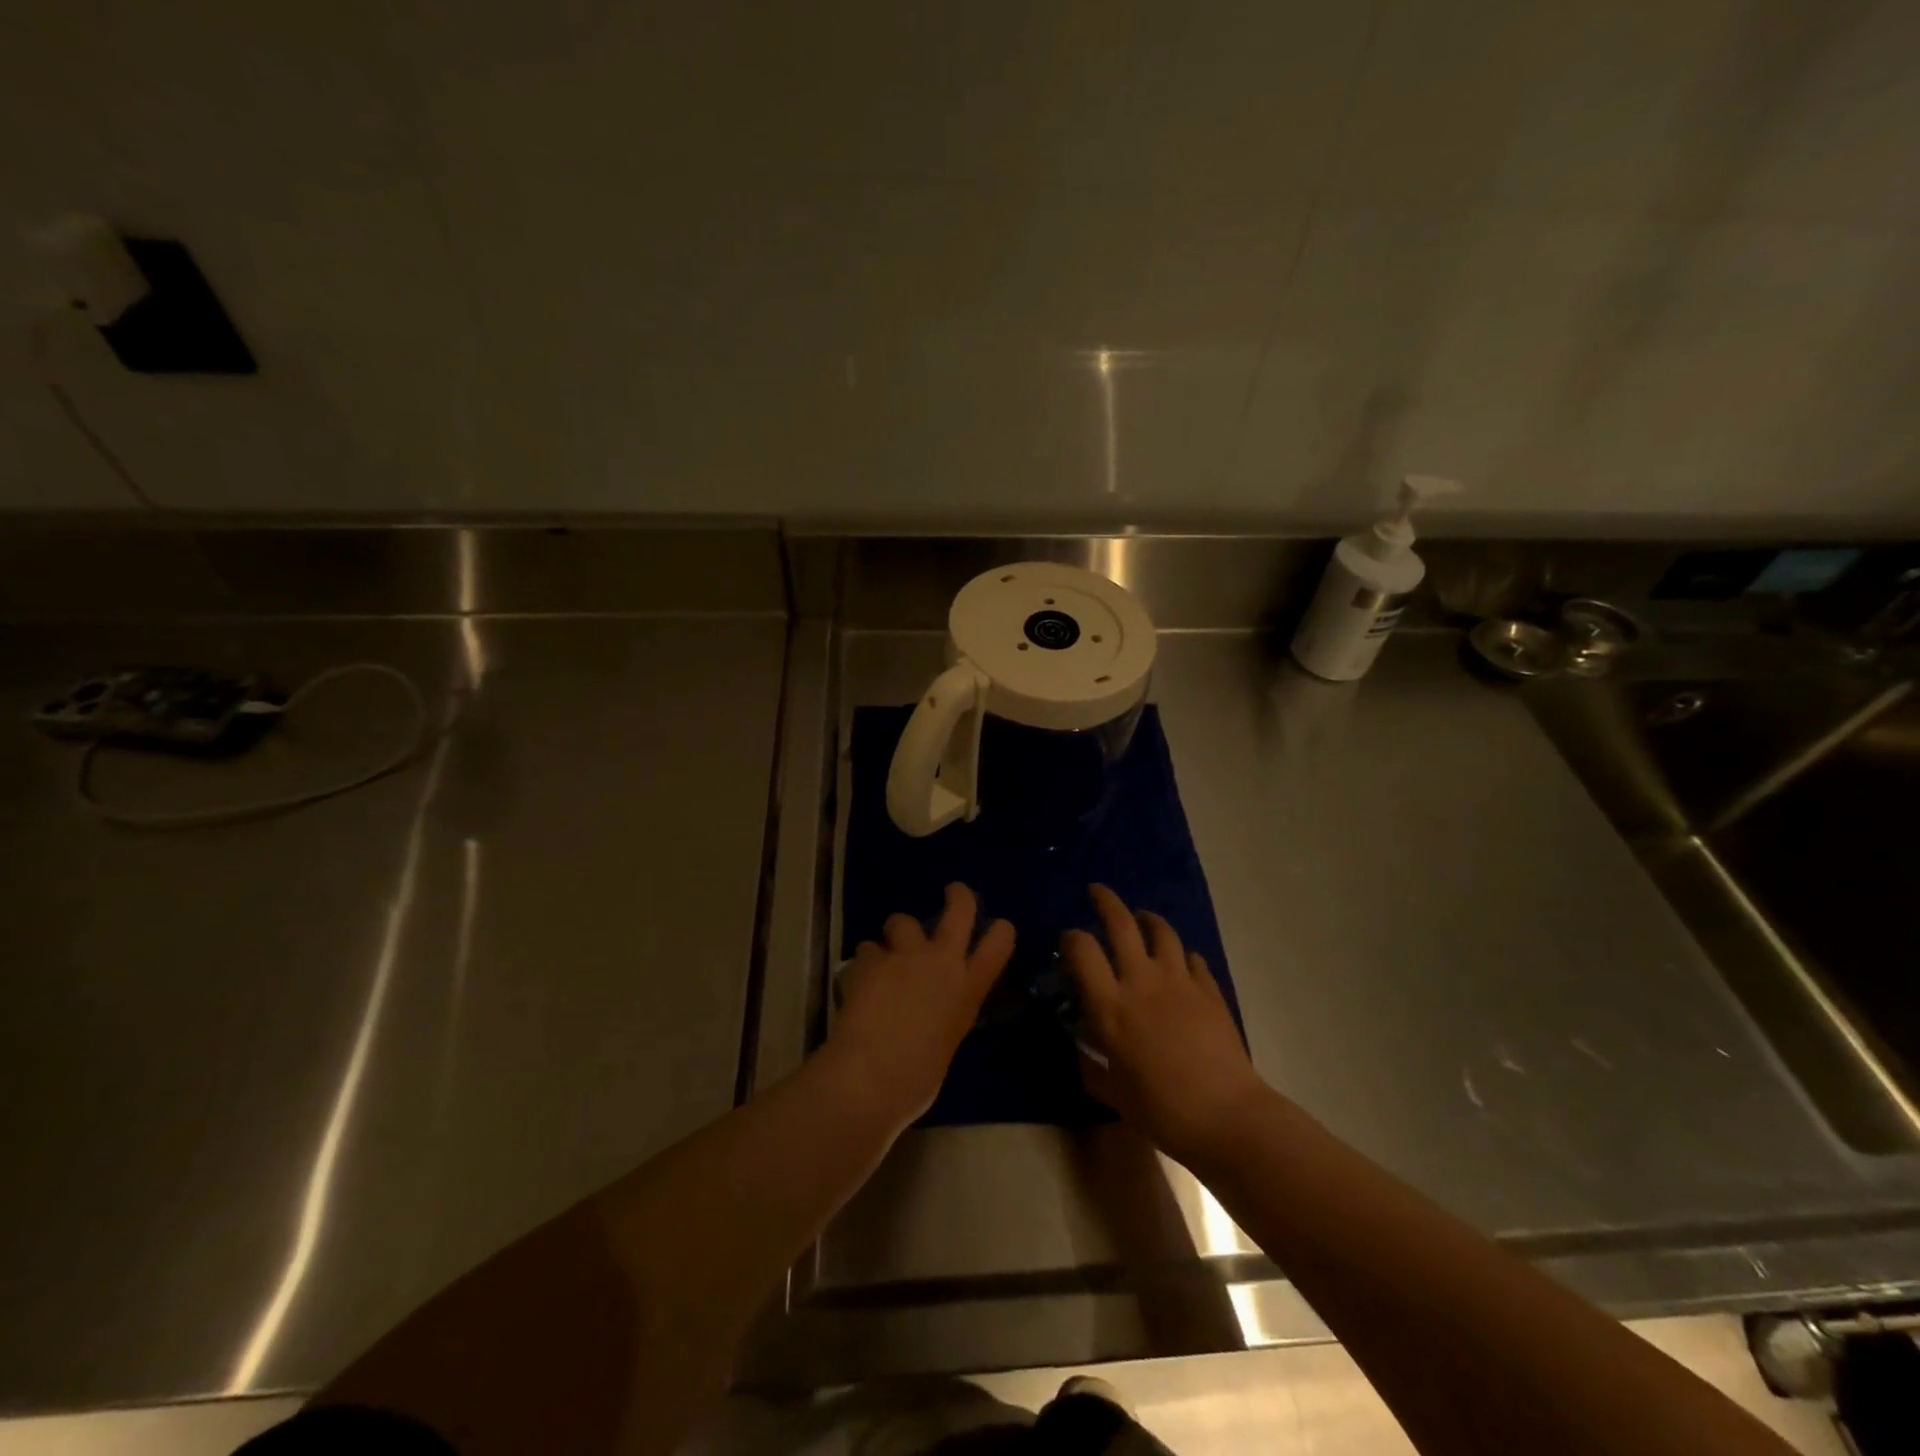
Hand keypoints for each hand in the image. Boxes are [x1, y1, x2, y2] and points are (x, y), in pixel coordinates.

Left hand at [829, 882, 1014, 1121]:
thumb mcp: (946, 1043)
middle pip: (959, 909)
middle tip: (953, 891)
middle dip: (958, 896)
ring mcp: (905, 955)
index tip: (997, 926)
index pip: (1000, 943)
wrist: (871, 1076)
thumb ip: (945, 1015)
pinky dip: (864, 961)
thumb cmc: (916, 1079)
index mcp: (968, 988)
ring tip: (885, 952)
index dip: (1000, 930)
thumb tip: (932, 1013)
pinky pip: (867, 948)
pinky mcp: (871, 959)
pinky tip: (857, 979)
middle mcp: (942, 961)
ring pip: (901, 920)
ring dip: (895, 934)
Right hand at [1062, 884, 1268, 1163]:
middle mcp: (1141, 981)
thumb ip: (1092, 1066)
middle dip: (1105, 901)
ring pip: (1162, 931)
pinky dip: (1183, 955)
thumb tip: (1084, 1050)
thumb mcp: (1112, 1092)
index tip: (1067, 941)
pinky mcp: (1210, 990)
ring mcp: (1180, 982)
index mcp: (1110, 1005)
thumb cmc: (1160, 1109)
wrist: (1225, 1116)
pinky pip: (1193, 959)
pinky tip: (1181, 963)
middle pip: (1121, 923)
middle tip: (1097, 892)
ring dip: (1147, 919)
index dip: (1070, 938)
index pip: (1082, 949)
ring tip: (1142, 919)